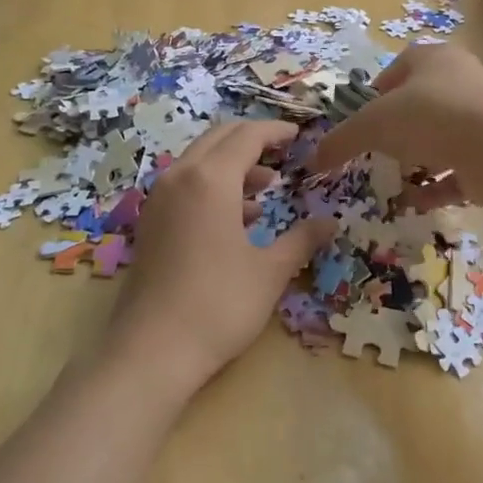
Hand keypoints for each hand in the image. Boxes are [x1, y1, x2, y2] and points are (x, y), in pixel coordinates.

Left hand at [108, 120, 335, 393]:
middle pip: (219, 139)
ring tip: (266, 188)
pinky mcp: (150, 222)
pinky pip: (185, 185)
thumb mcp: (270, 272)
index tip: (300, 135)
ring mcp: (159, 199)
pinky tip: (236, 217)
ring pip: (199, 161)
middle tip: (284, 153)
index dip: (276, 131)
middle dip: (252, 140)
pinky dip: (212, 186)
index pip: (247, 136)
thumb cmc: (219, 305)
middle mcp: (179, 177)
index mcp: (210, 179)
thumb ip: (302, 239)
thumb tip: (331, 223)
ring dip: (232, 164)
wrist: (152, 350)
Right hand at [310, 44, 482, 195]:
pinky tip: (417, 203)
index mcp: (432, 59)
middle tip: (376, 153)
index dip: (374, 95)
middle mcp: (461, 80)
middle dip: (396, 131)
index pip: (396, 69)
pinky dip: (437, 186)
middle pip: (420, 104)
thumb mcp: (372, 125)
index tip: (359, 123)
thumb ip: (341, 141)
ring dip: (417, 160)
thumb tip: (312, 159)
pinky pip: (458, 170)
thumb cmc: (430, 118)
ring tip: (395, 181)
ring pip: (441, 138)